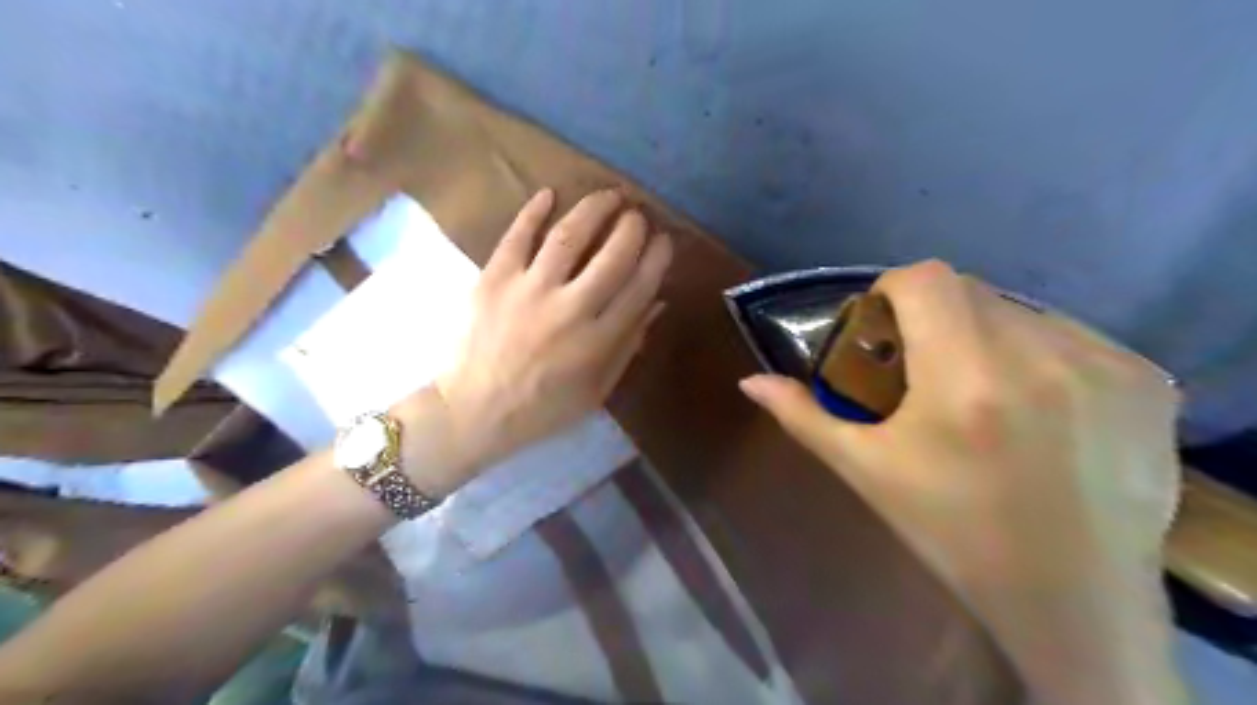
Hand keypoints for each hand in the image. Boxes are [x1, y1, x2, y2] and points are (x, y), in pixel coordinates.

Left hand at [395, 186, 665, 492]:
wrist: (473, 412)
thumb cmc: (542, 408)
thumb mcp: (596, 391)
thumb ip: (628, 346)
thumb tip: (656, 303)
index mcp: (598, 341)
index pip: (640, 286)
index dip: (657, 258)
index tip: (664, 241)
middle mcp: (569, 309)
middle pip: (612, 255)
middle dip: (632, 227)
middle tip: (638, 215)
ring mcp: (529, 290)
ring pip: (569, 236)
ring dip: (594, 208)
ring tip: (609, 196)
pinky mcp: (494, 279)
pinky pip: (517, 236)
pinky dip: (534, 211)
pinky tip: (550, 194)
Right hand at [739, 261, 1190, 701]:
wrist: (1070, 597)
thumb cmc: (951, 532)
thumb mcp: (866, 472)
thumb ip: (804, 418)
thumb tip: (749, 382)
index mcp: (963, 377)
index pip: (924, 278)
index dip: (891, 291)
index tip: (883, 329)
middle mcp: (1039, 355)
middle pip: (969, 289)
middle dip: (934, 315)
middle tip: (924, 367)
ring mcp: (1103, 364)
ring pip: (1019, 309)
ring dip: (985, 333)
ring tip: (979, 390)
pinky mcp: (1145, 380)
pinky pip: (1071, 334)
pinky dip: (1039, 351)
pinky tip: (1035, 403)